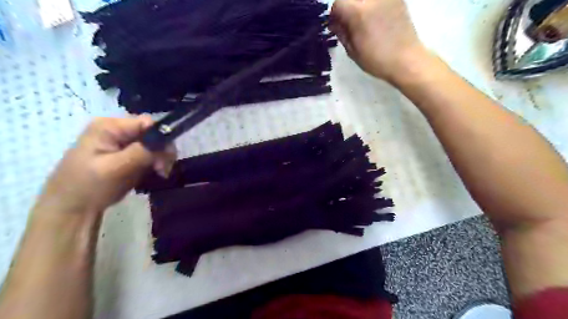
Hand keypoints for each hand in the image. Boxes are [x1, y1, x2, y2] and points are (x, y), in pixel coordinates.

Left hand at [34, 116, 175, 216]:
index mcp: (109, 126)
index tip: (165, 160)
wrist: (72, 209)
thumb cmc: (89, 186)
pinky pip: (149, 154)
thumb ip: (142, 152)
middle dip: (162, 151)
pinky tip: (155, 174)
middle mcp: (117, 130)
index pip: (147, 123)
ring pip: (154, 145)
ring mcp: (121, 142)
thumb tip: (167, 141)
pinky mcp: (126, 154)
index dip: (161, 139)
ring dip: (161, 159)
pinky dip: (155, 164)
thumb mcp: (116, 168)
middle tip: (163, 171)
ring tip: (160, 174)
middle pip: (152, 134)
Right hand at [331, 0, 428, 82]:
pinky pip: (379, 1)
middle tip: (348, 24)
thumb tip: (336, 23)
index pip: (338, 4)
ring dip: (360, 7)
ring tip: (363, 22)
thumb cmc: (376, 60)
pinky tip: (376, 19)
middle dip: (347, 9)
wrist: (406, 60)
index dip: (334, 16)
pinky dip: (373, 6)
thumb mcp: (352, 51)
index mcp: (358, 11)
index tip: (336, 27)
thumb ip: (341, 33)